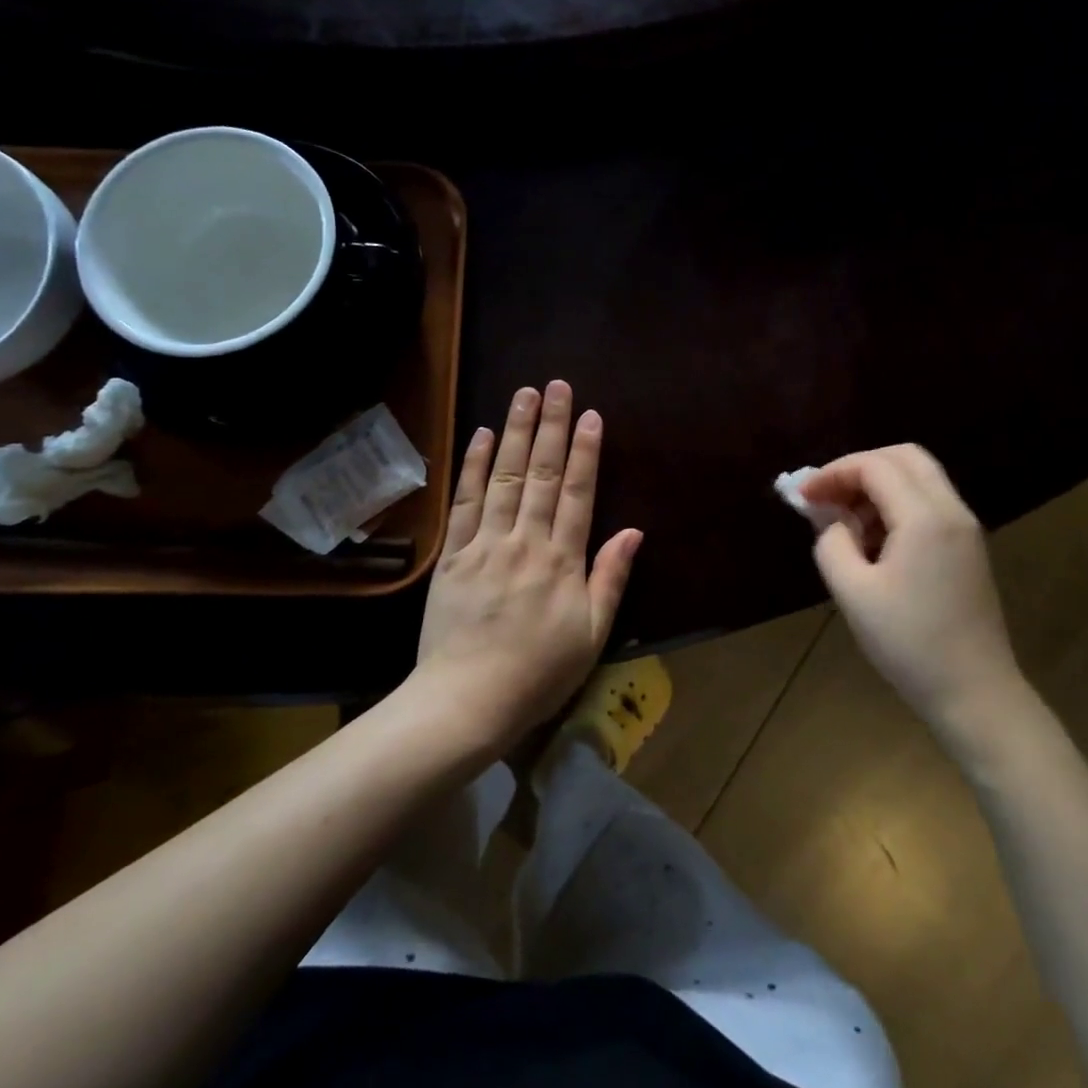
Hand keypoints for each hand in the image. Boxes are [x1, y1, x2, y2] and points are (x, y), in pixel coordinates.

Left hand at [409, 380, 641, 754]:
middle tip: (556, 385)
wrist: (466, 702)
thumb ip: (611, 577)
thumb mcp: (592, 634)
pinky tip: (479, 435)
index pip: (578, 492)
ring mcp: (485, 543)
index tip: (590, 415)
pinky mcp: (453, 554)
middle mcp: (525, 540)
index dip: (586, 451)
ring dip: (513, 432)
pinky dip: (472, 466)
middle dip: (550, 426)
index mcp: (562, 560)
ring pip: (502, 476)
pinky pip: (464, 501)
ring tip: (522, 394)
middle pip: (540, 473)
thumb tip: (634, 530)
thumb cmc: (539, 673)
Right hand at [801, 445, 1021, 729]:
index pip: (875, 466)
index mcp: (925, 517)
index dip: (833, 473)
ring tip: (846, 521)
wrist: (975, 693)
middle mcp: (951, 510)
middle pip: (904, 457)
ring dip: (879, 485)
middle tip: (828, 495)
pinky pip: (930, 503)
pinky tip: (875, 540)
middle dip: (859, 467)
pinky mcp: (968, 548)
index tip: (803, 497)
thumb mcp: (853, 593)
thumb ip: (832, 543)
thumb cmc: (908, 643)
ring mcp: (965, 529)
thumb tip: (832, 520)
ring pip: (920, 477)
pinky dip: (897, 504)